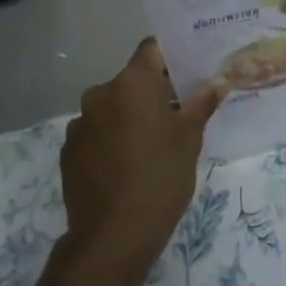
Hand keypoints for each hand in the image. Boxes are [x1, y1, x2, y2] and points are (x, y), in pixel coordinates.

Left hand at [53, 40, 221, 285]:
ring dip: (130, 117)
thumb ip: (201, 105)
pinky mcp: (69, 151)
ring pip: (113, 108)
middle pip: (132, 81)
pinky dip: (112, 140)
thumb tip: (215, 82)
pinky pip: (96, 133)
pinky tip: (126, 166)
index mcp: (132, 84)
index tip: (189, 72)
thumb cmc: (160, 178)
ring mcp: (79, 123)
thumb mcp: (190, 140)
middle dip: (154, 93)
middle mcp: (100, 94)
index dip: (171, 57)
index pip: (152, 50)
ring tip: (151, 146)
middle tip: (178, 115)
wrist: (113, 235)